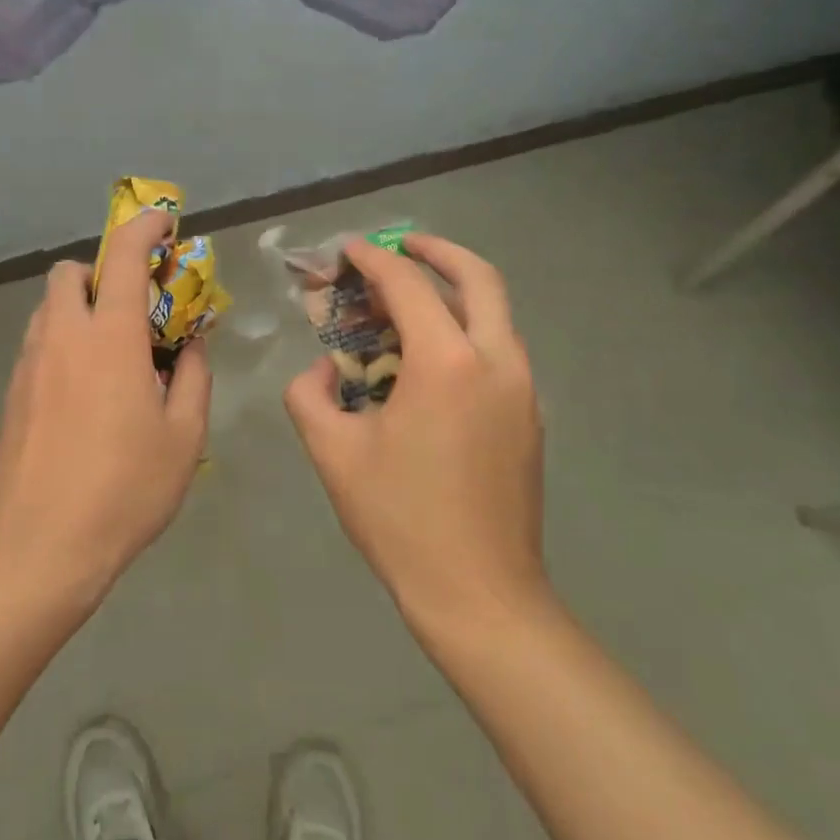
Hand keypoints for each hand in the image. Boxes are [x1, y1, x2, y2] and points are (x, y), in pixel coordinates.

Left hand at [0, 209, 212, 604]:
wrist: (39, 547)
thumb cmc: (124, 489)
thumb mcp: (184, 437)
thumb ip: (192, 378)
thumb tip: (189, 347)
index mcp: (111, 338)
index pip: (123, 257)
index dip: (144, 228)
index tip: (163, 223)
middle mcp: (63, 336)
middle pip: (71, 273)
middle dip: (101, 272)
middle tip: (133, 308)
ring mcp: (29, 363)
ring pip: (50, 308)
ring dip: (81, 308)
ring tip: (111, 353)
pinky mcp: (12, 393)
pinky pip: (38, 343)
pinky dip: (64, 342)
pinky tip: (84, 391)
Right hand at [283, 233, 546, 634]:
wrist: (480, 594)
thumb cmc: (400, 519)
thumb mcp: (333, 453)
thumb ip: (309, 395)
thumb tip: (322, 370)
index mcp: (447, 363)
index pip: (408, 285)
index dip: (373, 260)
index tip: (348, 250)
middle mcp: (496, 361)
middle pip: (478, 277)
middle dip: (437, 251)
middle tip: (402, 245)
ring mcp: (523, 389)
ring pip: (495, 312)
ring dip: (454, 291)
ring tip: (409, 301)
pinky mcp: (530, 416)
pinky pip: (499, 349)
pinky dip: (467, 329)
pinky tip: (431, 359)